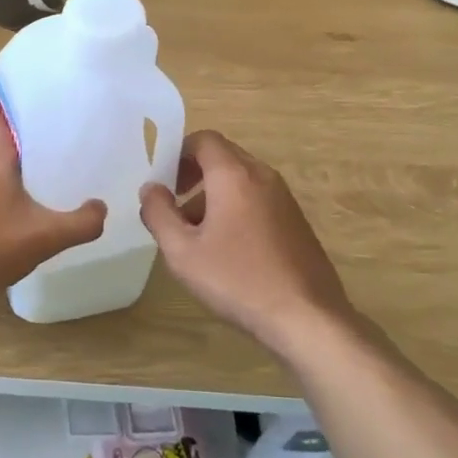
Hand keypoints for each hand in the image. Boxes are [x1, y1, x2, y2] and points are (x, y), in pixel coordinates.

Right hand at [139, 132, 357, 353]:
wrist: (306, 317)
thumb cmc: (236, 279)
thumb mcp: (181, 251)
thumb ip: (159, 213)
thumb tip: (151, 189)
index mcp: (234, 176)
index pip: (203, 140)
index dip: (178, 153)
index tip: (163, 181)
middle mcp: (263, 177)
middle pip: (223, 157)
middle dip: (194, 175)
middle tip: (174, 206)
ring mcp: (284, 199)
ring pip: (240, 180)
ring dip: (213, 195)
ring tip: (196, 235)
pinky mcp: (296, 222)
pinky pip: (258, 199)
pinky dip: (236, 209)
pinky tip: (228, 250)